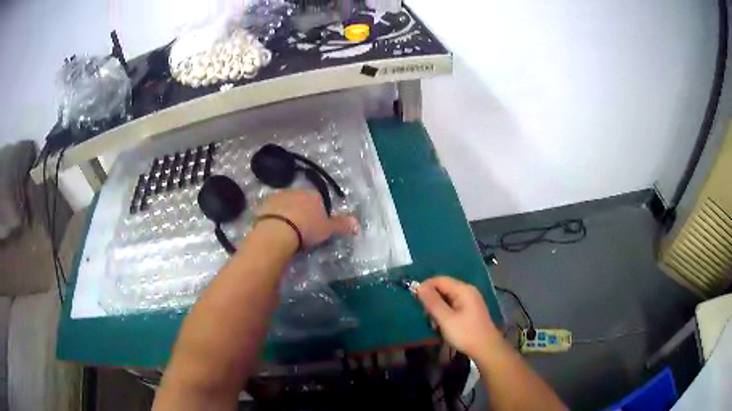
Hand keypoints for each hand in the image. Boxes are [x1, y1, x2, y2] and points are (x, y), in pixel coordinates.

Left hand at [257, 190, 358, 247]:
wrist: (278, 230)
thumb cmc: (307, 229)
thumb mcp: (328, 229)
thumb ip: (342, 225)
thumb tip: (357, 223)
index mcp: (314, 195)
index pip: (319, 201)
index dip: (318, 214)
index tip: (316, 227)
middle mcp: (296, 191)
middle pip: (301, 201)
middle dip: (301, 212)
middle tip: (301, 230)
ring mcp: (279, 196)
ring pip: (286, 204)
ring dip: (287, 213)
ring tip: (286, 230)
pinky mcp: (264, 204)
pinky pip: (271, 210)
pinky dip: (274, 217)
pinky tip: (274, 228)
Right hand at [416, 276, 499, 358]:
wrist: (486, 348)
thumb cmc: (465, 333)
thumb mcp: (446, 319)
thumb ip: (432, 302)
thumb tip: (419, 287)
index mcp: (463, 290)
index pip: (440, 279)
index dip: (425, 286)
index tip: (414, 299)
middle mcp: (468, 291)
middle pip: (444, 287)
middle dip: (431, 298)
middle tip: (423, 313)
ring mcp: (470, 300)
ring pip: (448, 297)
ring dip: (437, 306)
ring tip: (431, 320)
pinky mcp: (470, 310)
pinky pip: (453, 304)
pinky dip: (444, 311)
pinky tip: (441, 323)